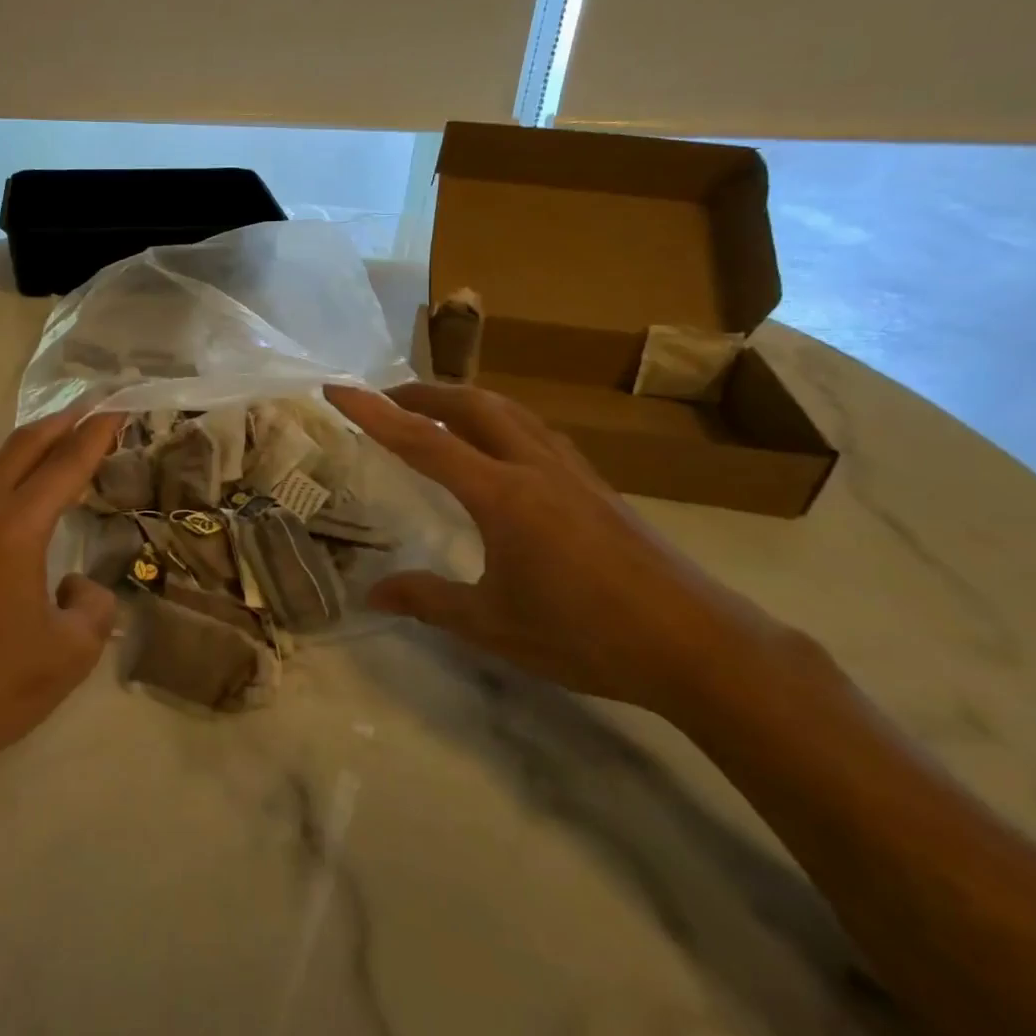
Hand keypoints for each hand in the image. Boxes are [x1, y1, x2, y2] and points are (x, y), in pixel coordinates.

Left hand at [0, 407, 124, 780]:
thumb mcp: (72, 653)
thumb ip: (93, 605)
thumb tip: (79, 584)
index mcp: (14, 530)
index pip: (65, 466)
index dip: (96, 435)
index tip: (119, 409)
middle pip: (22, 446)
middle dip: (62, 423)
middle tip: (94, 410)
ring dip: (24, 444)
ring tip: (53, 450)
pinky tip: (10, 501)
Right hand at [325, 382, 775, 716]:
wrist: (699, 645)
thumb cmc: (587, 636)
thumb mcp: (494, 626)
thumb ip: (429, 602)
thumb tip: (373, 593)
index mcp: (502, 495)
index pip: (422, 441)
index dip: (374, 413)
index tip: (337, 389)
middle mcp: (534, 467)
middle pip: (471, 404)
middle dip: (421, 393)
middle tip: (385, 400)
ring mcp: (571, 471)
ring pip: (508, 411)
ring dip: (463, 400)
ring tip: (434, 413)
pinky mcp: (595, 484)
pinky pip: (534, 431)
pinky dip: (499, 420)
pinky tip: (498, 447)